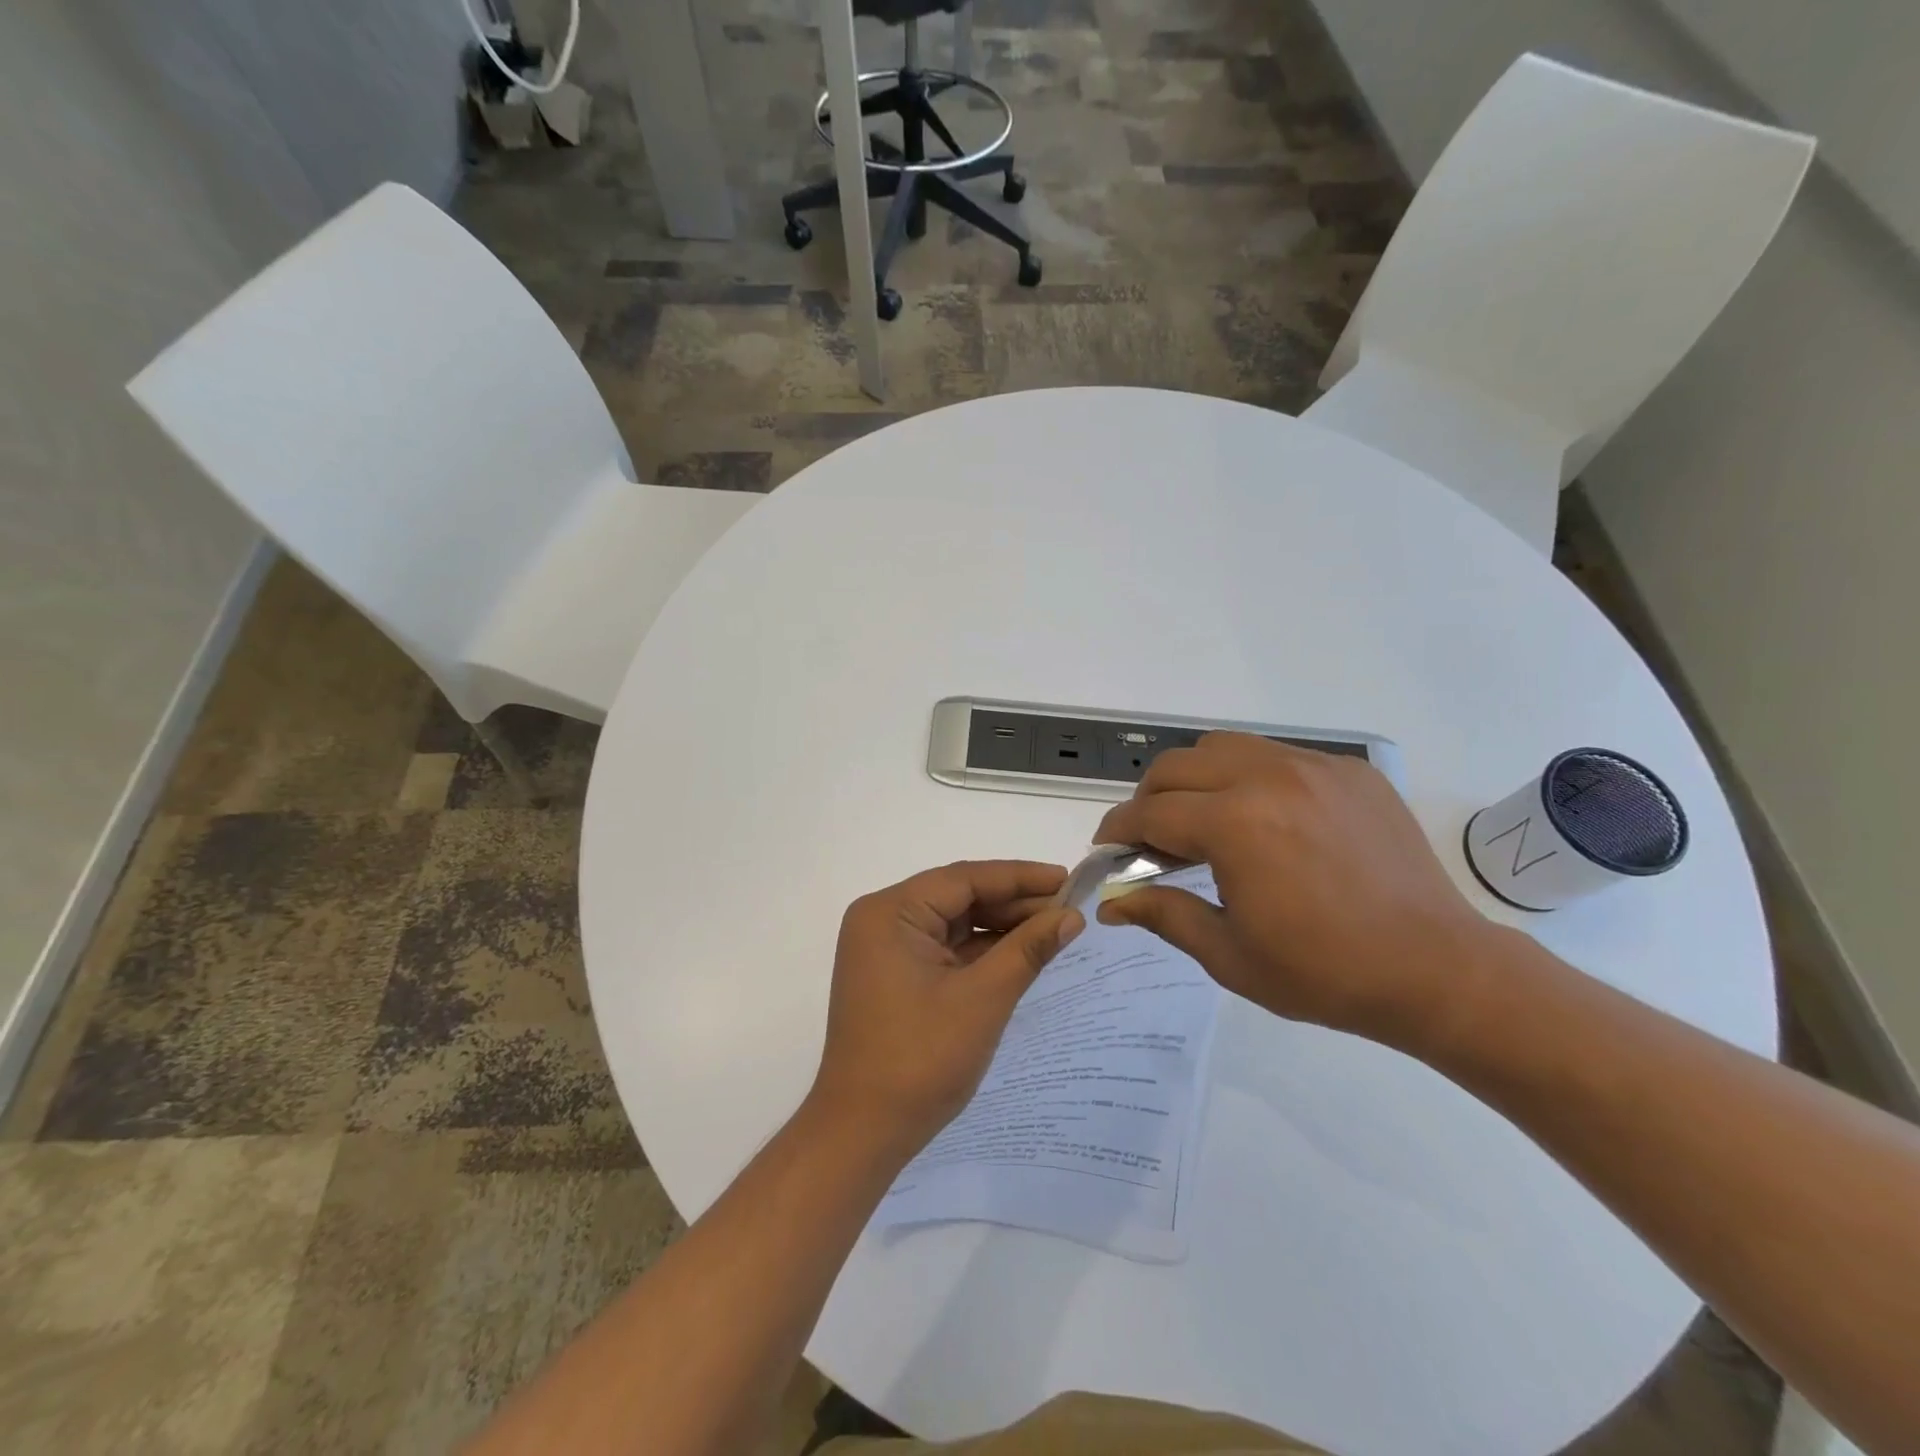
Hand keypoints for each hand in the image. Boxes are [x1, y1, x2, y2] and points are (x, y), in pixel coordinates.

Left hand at [808, 861, 1084, 1160]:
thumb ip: (1027, 950)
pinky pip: (946, 950)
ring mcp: (887, 950)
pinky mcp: (896, 977)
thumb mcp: (983, 999)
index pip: (964, 878)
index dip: (1020, 877)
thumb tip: (1071, 916)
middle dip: (1014, 904)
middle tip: (1069, 909)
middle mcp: (884, 920)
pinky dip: (982, 952)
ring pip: (955, 924)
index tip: (1068, 878)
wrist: (863, 1133)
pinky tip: (1022, 952)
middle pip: (959, 897)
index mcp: (891, 912)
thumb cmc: (921, 1059)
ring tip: (1055, 928)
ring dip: (1001, 927)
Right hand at [1094, 734, 1498, 1050]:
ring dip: (1195, 779)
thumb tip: (1109, 904)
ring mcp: (1314, 767)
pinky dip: (1249, 777)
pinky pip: (1276, 755)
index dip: (1117, 832)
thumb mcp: (1229, 954)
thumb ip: (1163, 914)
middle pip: (1176, 766)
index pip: (1149, 813)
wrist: (1437, 970)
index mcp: (1235, 825)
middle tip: (1151, 841)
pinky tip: (1264, 819)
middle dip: (1148, 800)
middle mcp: (1268, 778)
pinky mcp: (1349, 771)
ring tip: (1203, 821)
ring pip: (1223, 747)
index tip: (1107, 851)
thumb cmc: (1324, 973)